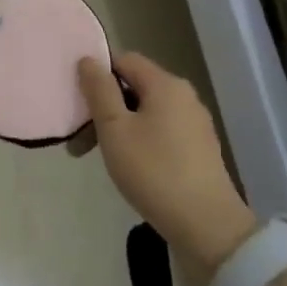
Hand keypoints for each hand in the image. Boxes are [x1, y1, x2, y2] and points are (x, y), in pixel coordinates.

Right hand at [78, 52, 258, 273]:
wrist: (207, 226)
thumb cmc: (154, 171)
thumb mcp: (114, 127)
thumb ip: (99, 90)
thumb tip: (88, 59)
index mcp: (165, 84)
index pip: (124, 59)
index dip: (98, 74)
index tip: (79, 101)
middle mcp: (184, 96)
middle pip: (134, 86)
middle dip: (105, 106)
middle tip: (81, 137)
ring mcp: (195, 124)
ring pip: (146, 111)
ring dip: (119, 126)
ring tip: (100, 154)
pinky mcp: (200, 149)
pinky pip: (161, 131)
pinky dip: (140, 139)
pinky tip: (129, 166)